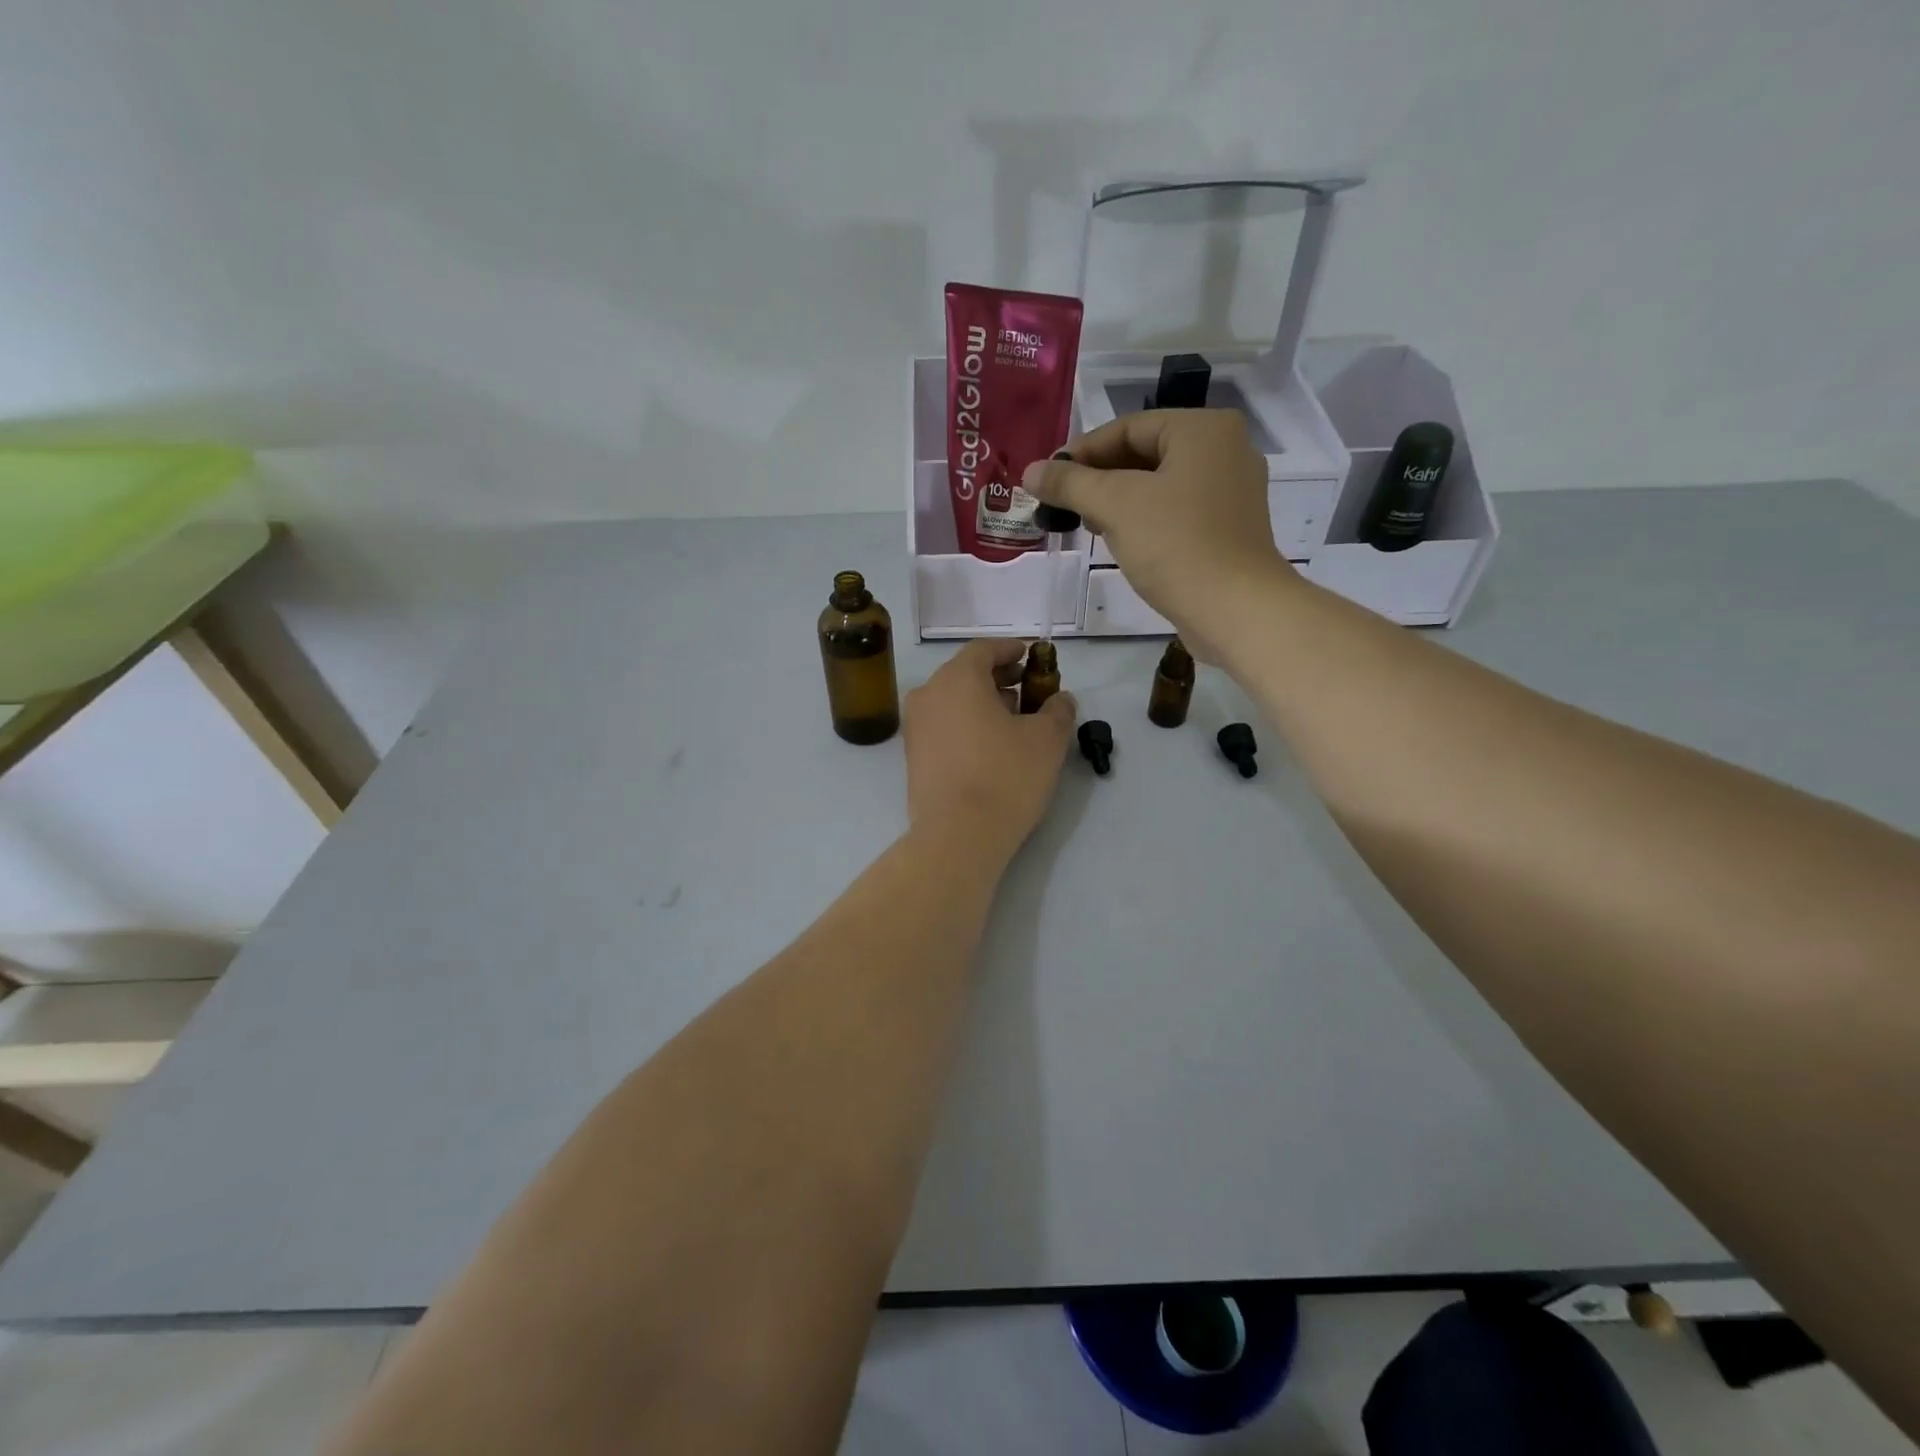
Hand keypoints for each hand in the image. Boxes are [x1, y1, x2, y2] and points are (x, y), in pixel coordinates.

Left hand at [904, 639, 1075, 857]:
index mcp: (957, 678)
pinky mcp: (913, 757)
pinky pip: (943, 726)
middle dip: (998, 678)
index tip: (1030, 656)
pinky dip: (965, 724)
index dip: (1010, 650)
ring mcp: (915, 727)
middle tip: (1027, 690)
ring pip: (952, 701)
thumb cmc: (1005, 776)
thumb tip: (1061, 700)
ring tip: (1013, 721)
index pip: (983, 650)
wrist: (957, 836)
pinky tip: (990, 746)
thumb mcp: (1047, 740)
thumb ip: (1057, 711)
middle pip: (965, 674)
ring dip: (982, 703)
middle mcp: (928, 694)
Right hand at [1023, 410, 1296, 654]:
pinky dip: (1145, 519)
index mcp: (1203, 430)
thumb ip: (1070, 483)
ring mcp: (1231, 491)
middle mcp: (1225, 450)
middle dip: (1099, 478)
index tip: (1048, 479)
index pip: (1128, 427)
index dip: (1082, 451)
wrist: (1236, 610)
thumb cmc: (1176, 545)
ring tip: (1086, 524)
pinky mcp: (1229, 528)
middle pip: (1145, 453)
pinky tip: (1121, 541)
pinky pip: (1177, 511)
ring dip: (1119, 501)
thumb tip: (1031, 471)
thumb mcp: (1115, 506)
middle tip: (1063, 504)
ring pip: (1160, 484)